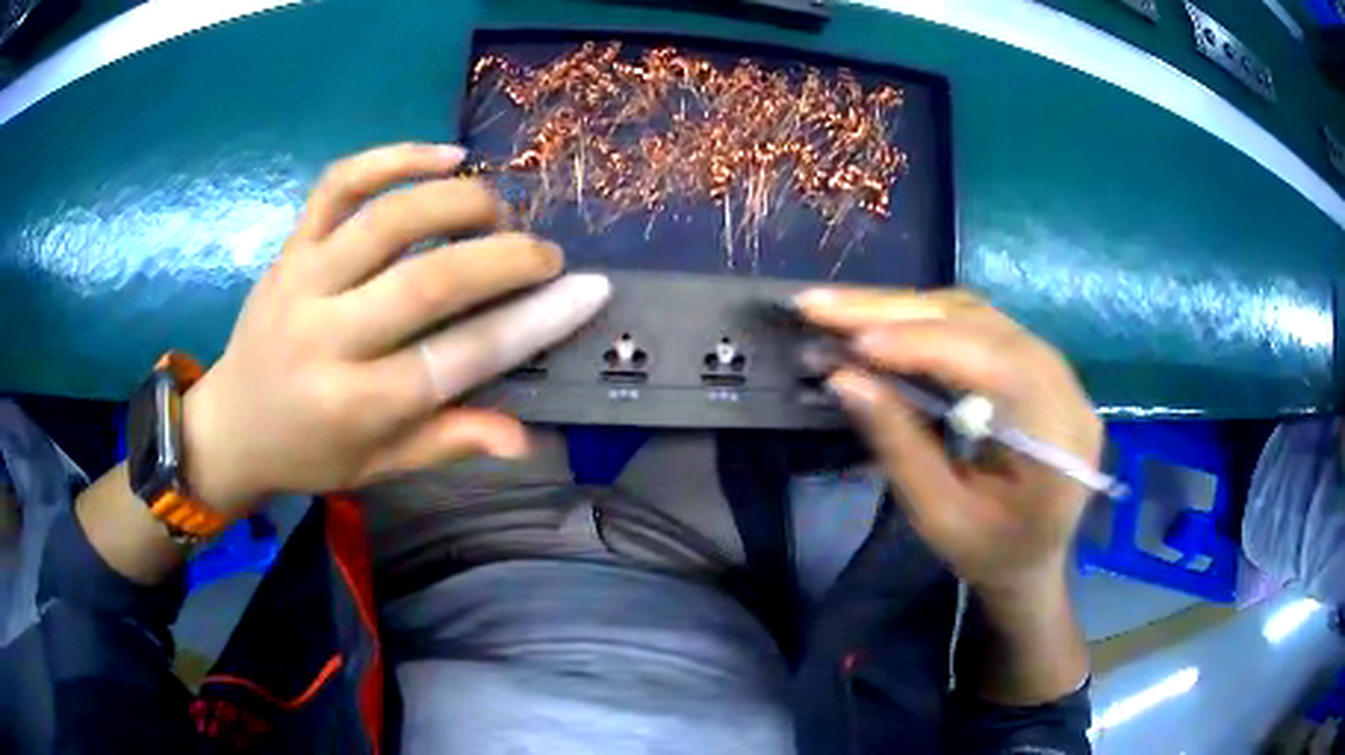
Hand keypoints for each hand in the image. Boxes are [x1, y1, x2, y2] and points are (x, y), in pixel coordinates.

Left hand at [183, 143, 610, 519]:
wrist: (230, 424)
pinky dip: (394, 157)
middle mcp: (326, 337)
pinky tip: (445, 155)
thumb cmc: (308, 453)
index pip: (457, 359)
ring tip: (495, 211)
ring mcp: (302, 280)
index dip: (531, 323)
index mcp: (355, 406)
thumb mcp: (378, 468)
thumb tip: (525, 438)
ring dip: (459, 202)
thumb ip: (447, 443)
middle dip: (505, 257)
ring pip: (389, 218)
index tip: (586, 291)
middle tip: (546, 253)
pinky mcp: (290, 245)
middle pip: (428, 281)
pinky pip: (340, 182)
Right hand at [796, 288, 1101, 596]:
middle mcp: (1066, 390)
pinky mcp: (1034, 363)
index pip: (999, 365)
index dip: (928, 345)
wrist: (1032, 559)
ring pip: (978, 314)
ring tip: (842, 310)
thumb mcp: (941, 519)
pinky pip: (978, 323)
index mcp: (1059, 442)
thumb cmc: (989, 553)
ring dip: (906, 308)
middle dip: (898, 312)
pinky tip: (882, 321)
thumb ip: (901, 447)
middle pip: (984, 324)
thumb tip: (844, 379)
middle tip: (823, 305)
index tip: (856, 341)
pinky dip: (924, 319)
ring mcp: (1055, 370)